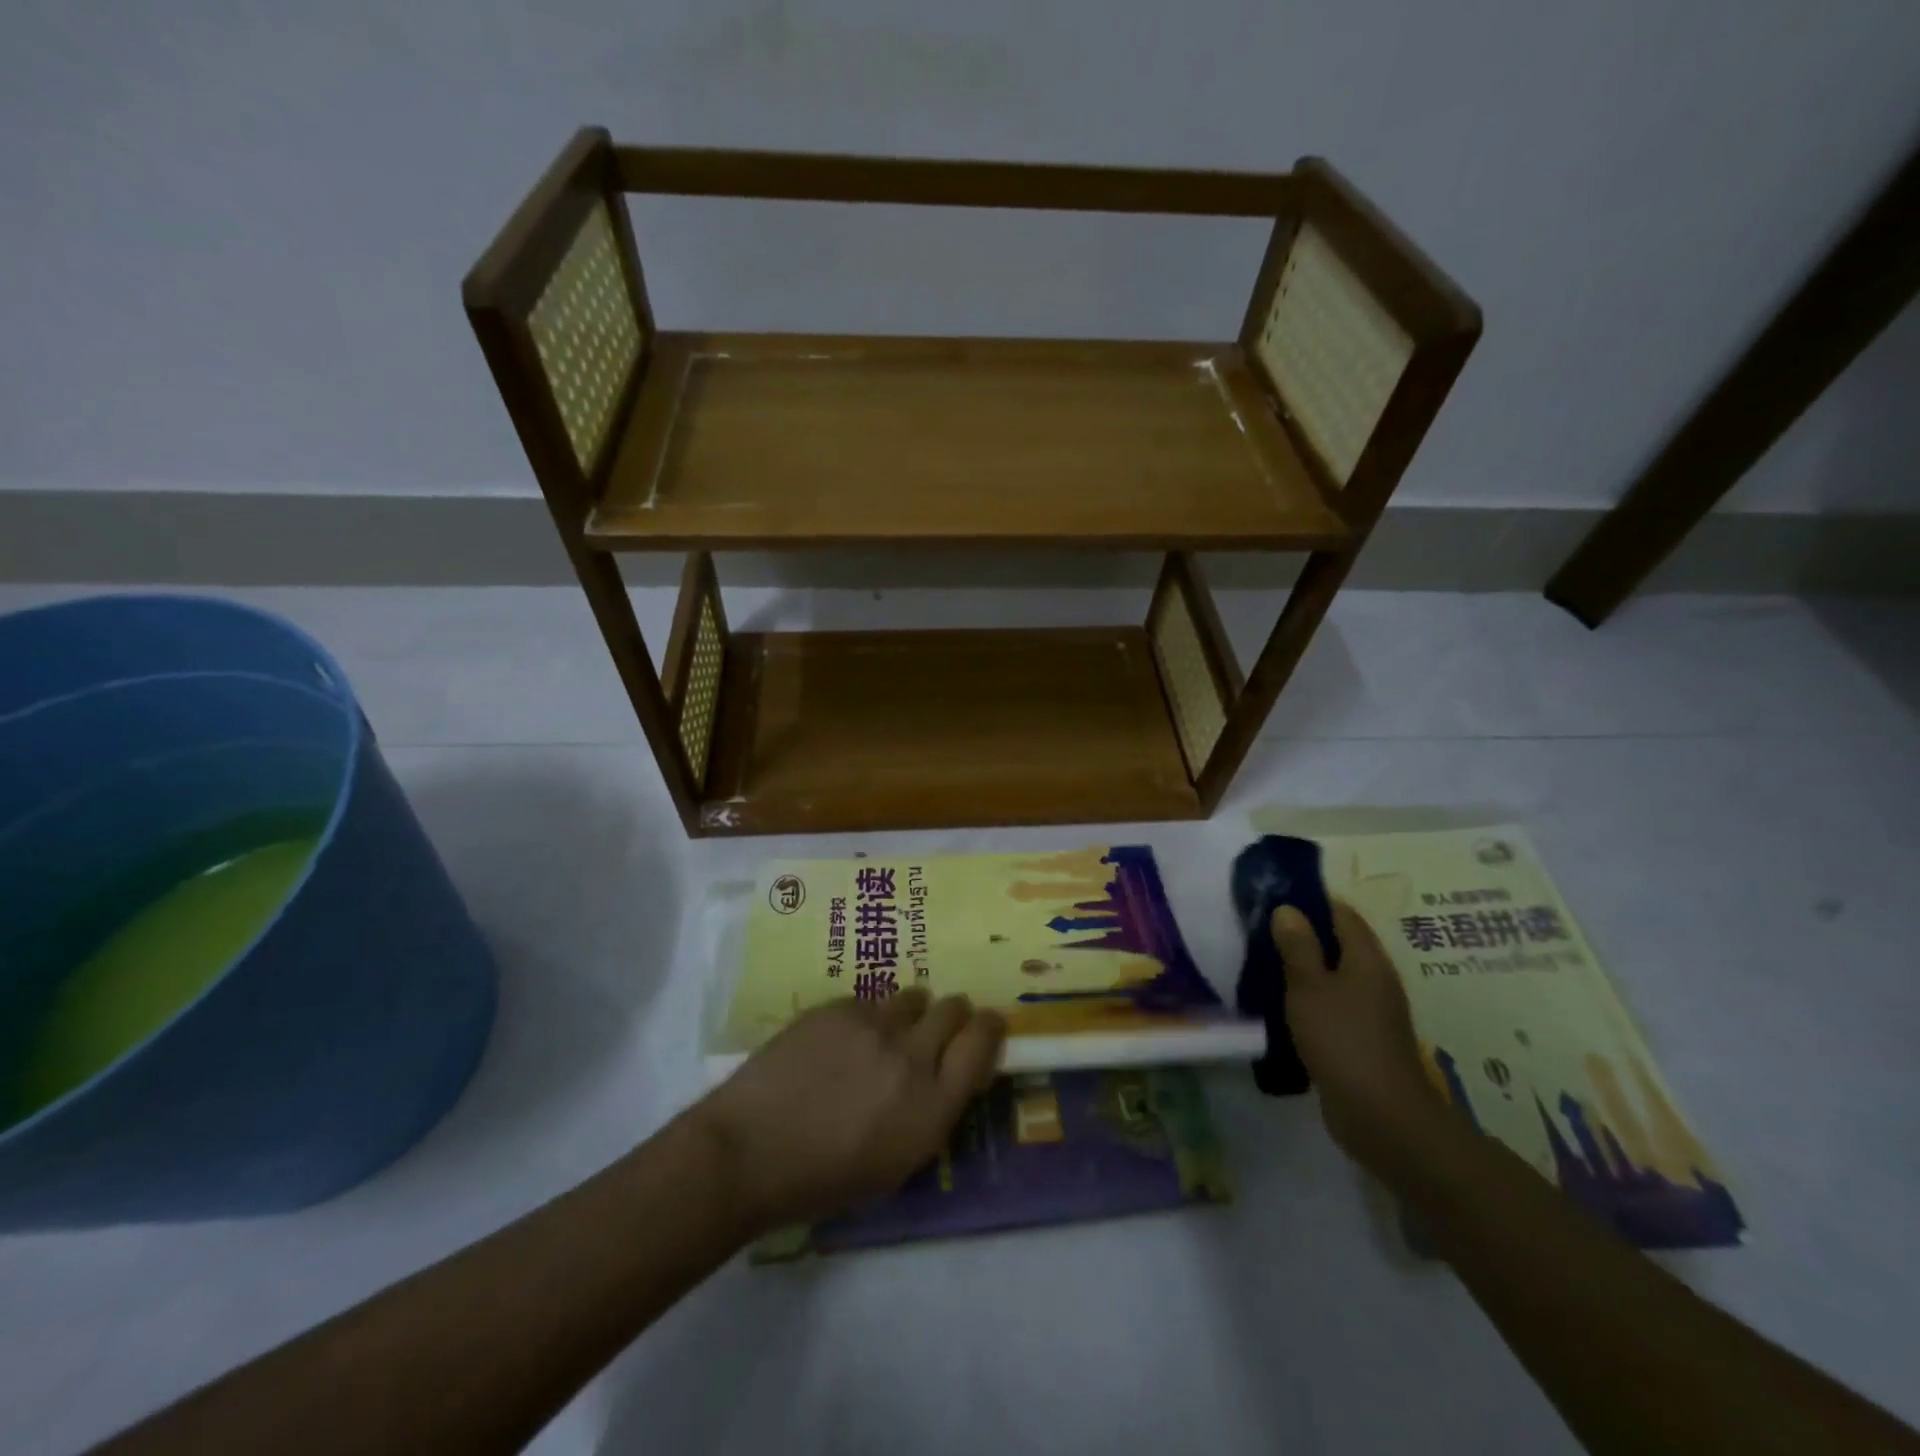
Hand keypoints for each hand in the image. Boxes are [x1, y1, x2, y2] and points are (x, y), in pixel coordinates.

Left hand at [692, 990, 1005, 1234]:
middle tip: (937, 1029)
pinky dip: (866, 1017)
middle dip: (953, 1016)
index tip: (986, 1025)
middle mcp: (911, 1055)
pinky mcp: (838, 1007)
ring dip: (910, 1012)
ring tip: (887, 1032)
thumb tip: (945, 1079)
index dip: (989, 1028)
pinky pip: (868, 1000)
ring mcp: (873, 1024)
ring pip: (912, 996)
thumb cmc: (823, 1180)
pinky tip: (841, 1041)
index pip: (982, 1043)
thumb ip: (931, 1115)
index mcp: (932, 1106)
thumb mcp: (895, 1166)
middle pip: (954, 1008)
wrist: (750, 1151)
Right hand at [1272, 900, 1442, 1168]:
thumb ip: (1297, 947)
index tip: (1274, 896)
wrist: (1381, 1116)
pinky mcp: (1361, 1039)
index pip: (1342, 913)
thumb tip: (1288, 908)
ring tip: (1263, 962)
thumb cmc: (1342, 1040)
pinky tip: (1281, 1004)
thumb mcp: (1309, 987)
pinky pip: (1332, 1005)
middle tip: (1260, 928)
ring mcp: (1371, 1012)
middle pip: (1339, 943)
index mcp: (1367, 959)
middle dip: (1302, 934)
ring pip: (1333, 976)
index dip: (1311, 901)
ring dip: (1303, 968)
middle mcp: (1374, 979)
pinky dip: (1308, 999)